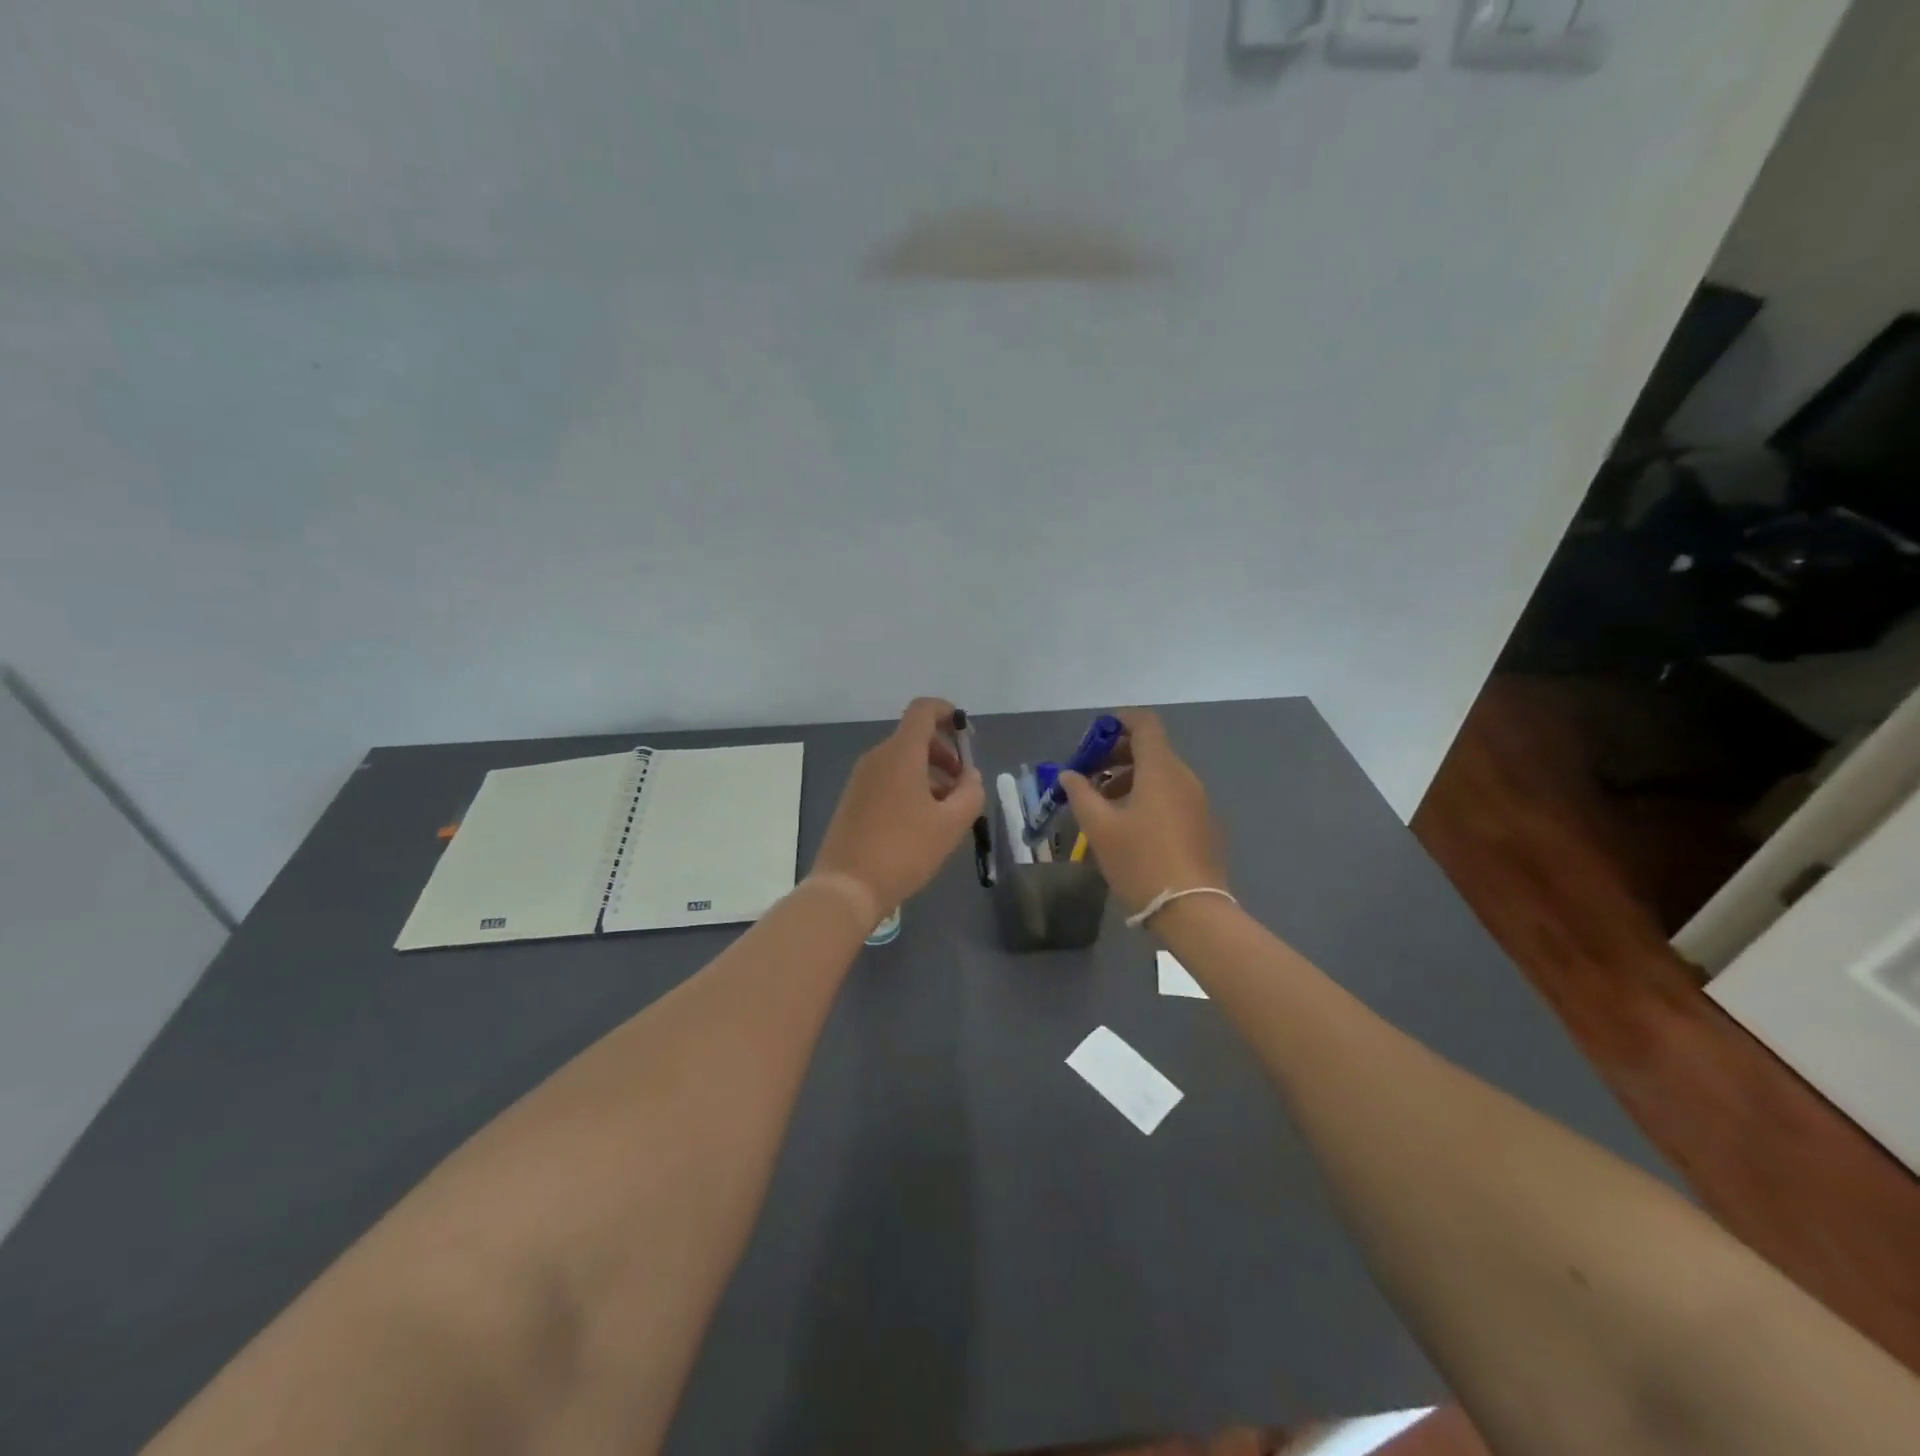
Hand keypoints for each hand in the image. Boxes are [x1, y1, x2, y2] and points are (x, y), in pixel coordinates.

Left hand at [811, 698, 985, 918]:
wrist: (846, 888)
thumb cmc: (904, 851)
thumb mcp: (951, 824)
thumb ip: (971, 792)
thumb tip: (969, 776)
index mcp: (900, 753)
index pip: (924, 709)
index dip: (949, 714)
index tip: (968, 738)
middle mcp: (877, 757)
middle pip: (915, 737)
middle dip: (945, 753)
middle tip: (963, 785)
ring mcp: (861, 778)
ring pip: (903, 761)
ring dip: (930, 774)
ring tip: (947, 811)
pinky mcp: (853, 799)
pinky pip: (888, 779)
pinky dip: (911, 787)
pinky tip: (922, 823)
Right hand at [1059, 709, 1226, 913]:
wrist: (1192, 911)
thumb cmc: (1141, 862)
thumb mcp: (1100, 828)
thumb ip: (1081, 794)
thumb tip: (1070, 775)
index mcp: (1161, 770)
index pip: (1145, 724)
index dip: (1120, 722)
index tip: (1095, 737)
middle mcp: (1184, 777)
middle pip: (1152, 749)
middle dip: (1117, 755)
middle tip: (1088, 775)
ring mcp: (1198, 801)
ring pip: (1161, 774)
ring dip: (1130, 778)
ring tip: (1102, 804)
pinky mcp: (1203, 824)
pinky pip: (1172, 795)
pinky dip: (1148, 796)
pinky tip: (1129, 826)